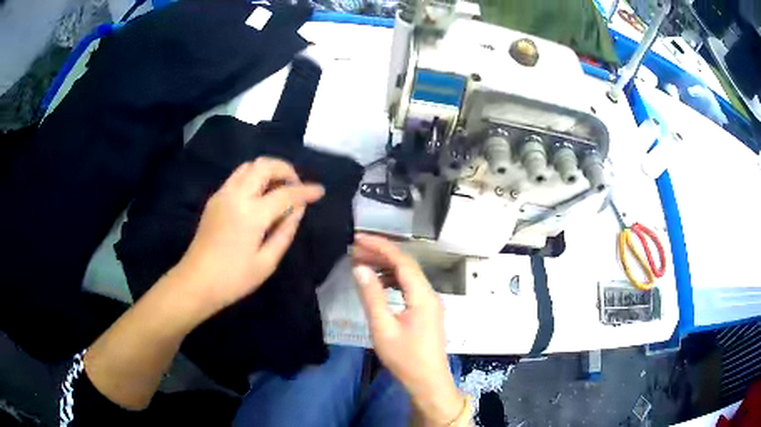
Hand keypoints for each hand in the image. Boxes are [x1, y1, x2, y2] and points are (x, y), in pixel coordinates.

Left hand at [174, 158, 323, 316]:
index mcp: (252, 214)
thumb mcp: (266, 262)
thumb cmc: (233, 279)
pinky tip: (259, 196)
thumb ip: (285, 232)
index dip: (306, 191)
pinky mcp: (215, 199)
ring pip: (249, 166)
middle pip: (264, 166)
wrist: (196, 282)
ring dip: (268, 170)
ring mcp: (223, 194)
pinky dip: (254, 177)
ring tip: (279, 188)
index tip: (320, 191)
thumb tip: (297, 210)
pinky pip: (238, 176)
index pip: (286, 193)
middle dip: (286, 169)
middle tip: (296, 186)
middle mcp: (236, 195)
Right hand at [352, 234, 463, 424]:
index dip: (380, 246)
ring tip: (362, 265)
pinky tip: (379, 284)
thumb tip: (360, 268)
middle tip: (354, 251)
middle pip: (406, 265)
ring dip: (386, 268)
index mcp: (422, 295)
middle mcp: (430, 294)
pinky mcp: (426, 312)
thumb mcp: (383, 328)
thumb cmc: (405, 358)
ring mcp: (430, 303)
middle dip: (381, 255)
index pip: (402, 260)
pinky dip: (393, 281)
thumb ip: (372, 296)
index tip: (358, 239)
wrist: (427, 381)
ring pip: (408, 276)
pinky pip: (409, 288)